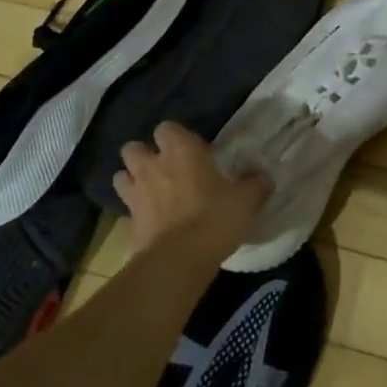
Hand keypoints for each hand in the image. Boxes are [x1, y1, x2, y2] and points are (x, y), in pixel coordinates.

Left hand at [114, 122, 269, 256]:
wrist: (179, 260)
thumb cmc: (215, 218)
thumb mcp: (247, 200)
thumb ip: (256, 184)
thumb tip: (264, 177)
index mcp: (181, 151)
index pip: (167, 127)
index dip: (177, 137)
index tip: (192, 150)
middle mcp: (152, 166)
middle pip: (133, 147)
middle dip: (144, 154)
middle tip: (165, 168)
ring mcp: (136, 194)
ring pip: (121, 176)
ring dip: (133, 180)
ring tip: (151, 191)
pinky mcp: (128, 222)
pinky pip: (127, 208)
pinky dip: (136, 211)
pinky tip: (152, 221)